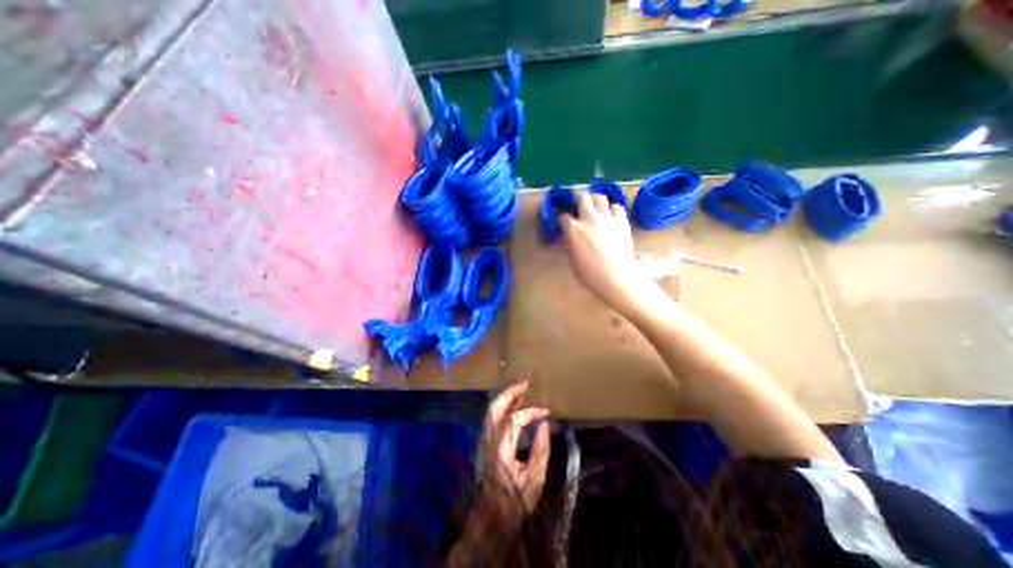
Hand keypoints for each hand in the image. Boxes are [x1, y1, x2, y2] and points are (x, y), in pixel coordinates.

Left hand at [479, 379, 550, 530]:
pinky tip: (513, 406)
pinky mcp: (484, 444)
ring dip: (506, 398)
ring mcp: (483, 442)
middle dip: (510, 392)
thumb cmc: (514, 503)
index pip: (514, 420)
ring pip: (491, 411)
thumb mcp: (534, 480)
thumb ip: (541, 450)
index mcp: (501, 450)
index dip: (531, 412)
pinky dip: (503, 408)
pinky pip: (492, 419)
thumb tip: (544, 424)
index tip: (546, 412)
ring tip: (521, 391)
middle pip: (495, 407)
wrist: (490, 519)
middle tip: (525, 384)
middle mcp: (488, 441)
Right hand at [563, 191, 656, 314]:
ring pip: (600, 197)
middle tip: (578, 206)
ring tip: (594, 207)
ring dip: (595, 200)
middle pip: (582, 197)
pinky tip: (610, 216)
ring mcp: (607, 218)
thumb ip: (570, 244)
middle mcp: (589, 218)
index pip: (563, 216)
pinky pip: (617, 207)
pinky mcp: (622, 222)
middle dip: (577, 199)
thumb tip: (570, 237)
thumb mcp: (572, 260)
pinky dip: (612, 209)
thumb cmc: (590, 275)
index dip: (562, 218)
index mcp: (574, 230)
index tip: (563, 222)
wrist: (617, 278)